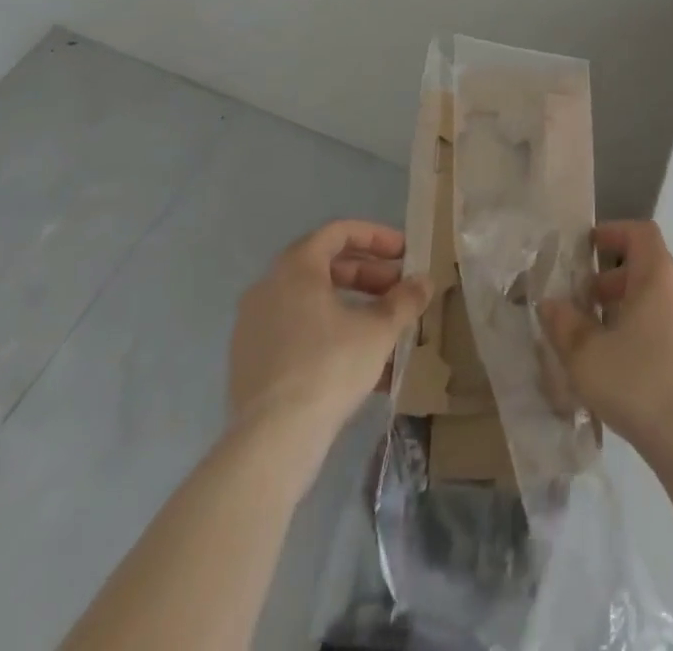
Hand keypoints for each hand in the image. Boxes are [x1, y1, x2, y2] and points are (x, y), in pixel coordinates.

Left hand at [229, 220, 431, 433]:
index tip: (404, 253)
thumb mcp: (380, 329)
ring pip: (311, 302)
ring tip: (383, 329)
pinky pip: (296, 332)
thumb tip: (424, 281)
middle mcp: (268, 287)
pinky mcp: (248, 362)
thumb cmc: (330, 366)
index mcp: (296, 267)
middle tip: (398, 291)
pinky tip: (357, 362)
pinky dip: (328, 333)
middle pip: (324, 266)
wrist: (272, 440)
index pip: (339, 232)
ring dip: (350, 306)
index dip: (376, 237)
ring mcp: (253, 325)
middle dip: (367, 275)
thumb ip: (405, 299)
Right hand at [539, 221, 672, 461]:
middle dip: (615, 280)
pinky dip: (651, 329)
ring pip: (662, 299)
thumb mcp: (586, 355)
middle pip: (649, 267)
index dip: (615, 232)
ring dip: (632, 307)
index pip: (641, 233)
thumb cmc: (638, 382)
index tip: (590, 246)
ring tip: (604, 337)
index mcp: (660, 275)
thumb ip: (564, 324)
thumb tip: (551, 304)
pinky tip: (630, 364)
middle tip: (586, 302)